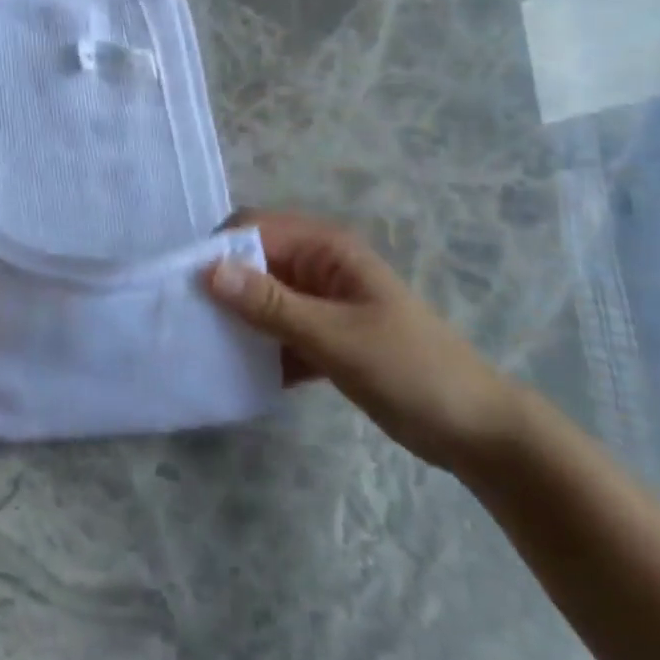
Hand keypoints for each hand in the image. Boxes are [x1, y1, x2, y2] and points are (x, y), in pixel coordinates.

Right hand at [207, 211, 517, 470]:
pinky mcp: (324, 337)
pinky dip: (259, 346)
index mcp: (326, 248)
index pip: (254, 229)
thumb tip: (208, 271)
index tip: (183, 287)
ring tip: (202, 347)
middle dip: (222, 286)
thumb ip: (271, 304)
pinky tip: (237, 373)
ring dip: (237, 318)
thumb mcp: (335, 337)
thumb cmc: (409, 369)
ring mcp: (322, 302)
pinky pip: (277, 330)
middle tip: (187, 320)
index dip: (218, 251)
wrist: (475, 430)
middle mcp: (319, 266)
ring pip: (262, 298)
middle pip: (254, 261)